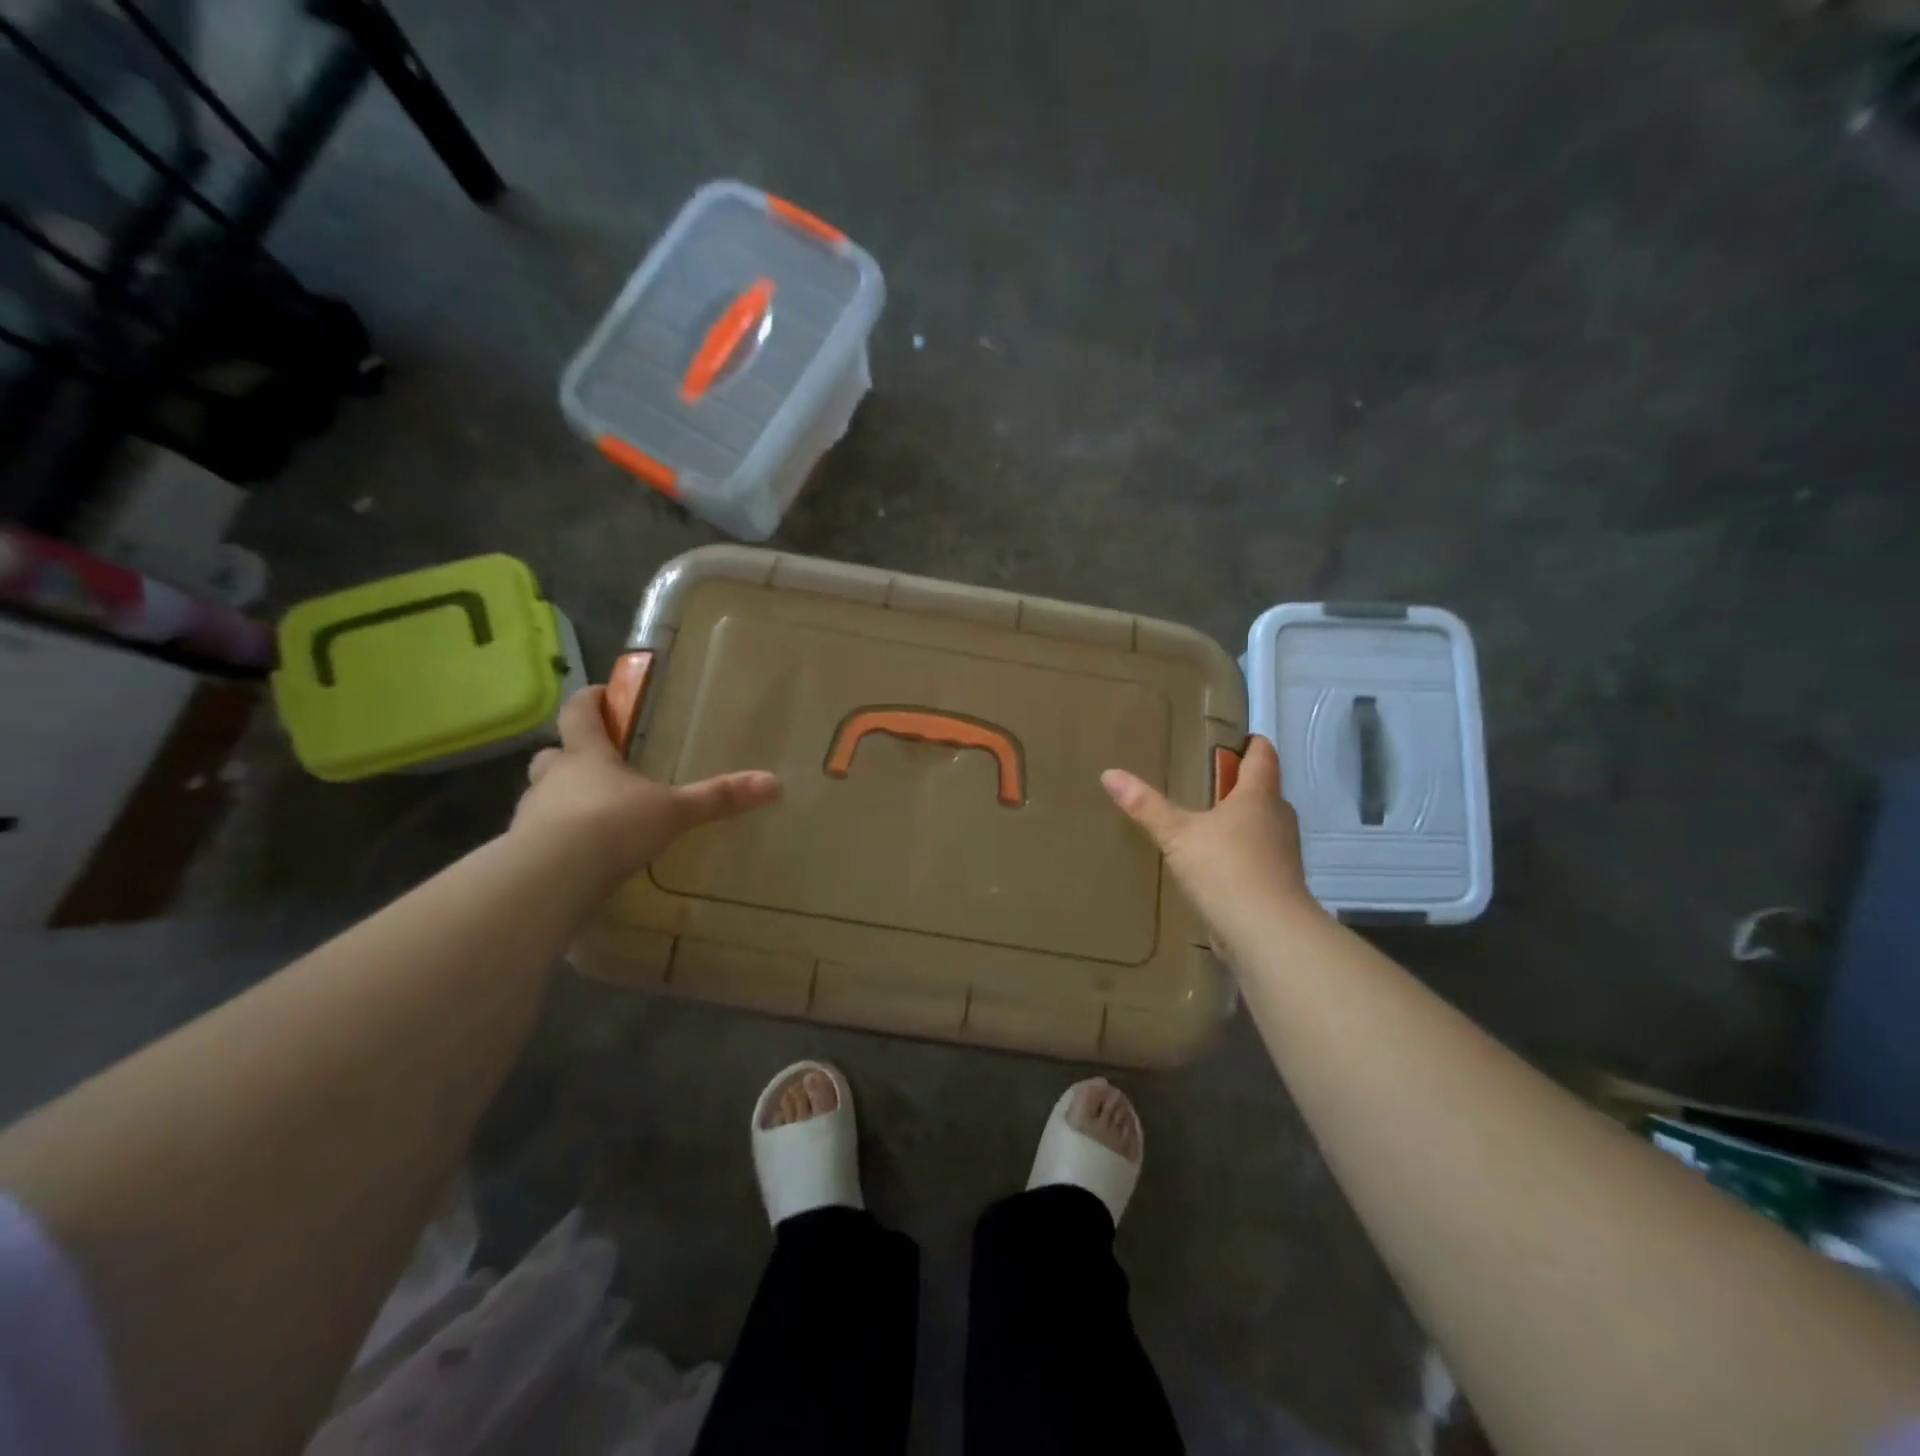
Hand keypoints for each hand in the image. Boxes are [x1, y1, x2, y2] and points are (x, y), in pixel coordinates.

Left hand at [514, 687, 780, 882]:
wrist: (551, 878)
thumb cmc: (613, 825)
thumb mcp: (675, 811)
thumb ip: (718, 798)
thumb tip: (773, 782)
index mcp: (587, 757)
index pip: (579, 714)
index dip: (590, 701)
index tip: (602, 694)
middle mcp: (553, 779)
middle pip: (552, 755)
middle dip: (570, 755)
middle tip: (596, 764)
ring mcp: (532, 816)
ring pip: (543, 796)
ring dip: (561, 799)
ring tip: (593, 817)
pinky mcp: (524, 853)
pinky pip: (541, 837)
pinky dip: (559, 840)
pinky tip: (582, 857)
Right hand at [1101, 736, 1322, 957]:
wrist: (1266, 933)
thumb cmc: (1225, 869)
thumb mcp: (1177, 834)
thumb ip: (1145, 805)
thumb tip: (1109, 773)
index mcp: (1258, 797)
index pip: (1263, 758)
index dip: (1254, 745)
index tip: (1242, 738)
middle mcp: (1278, 819)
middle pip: (1265, 792)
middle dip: (1243, 785)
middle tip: (1212, 782)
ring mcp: (1283, 854)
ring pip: (1264, 826)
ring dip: (1244, 821)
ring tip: (1211, 822)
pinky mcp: (1278, 885)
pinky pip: (1260, 857)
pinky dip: (1243, 853)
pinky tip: (1218, 864)